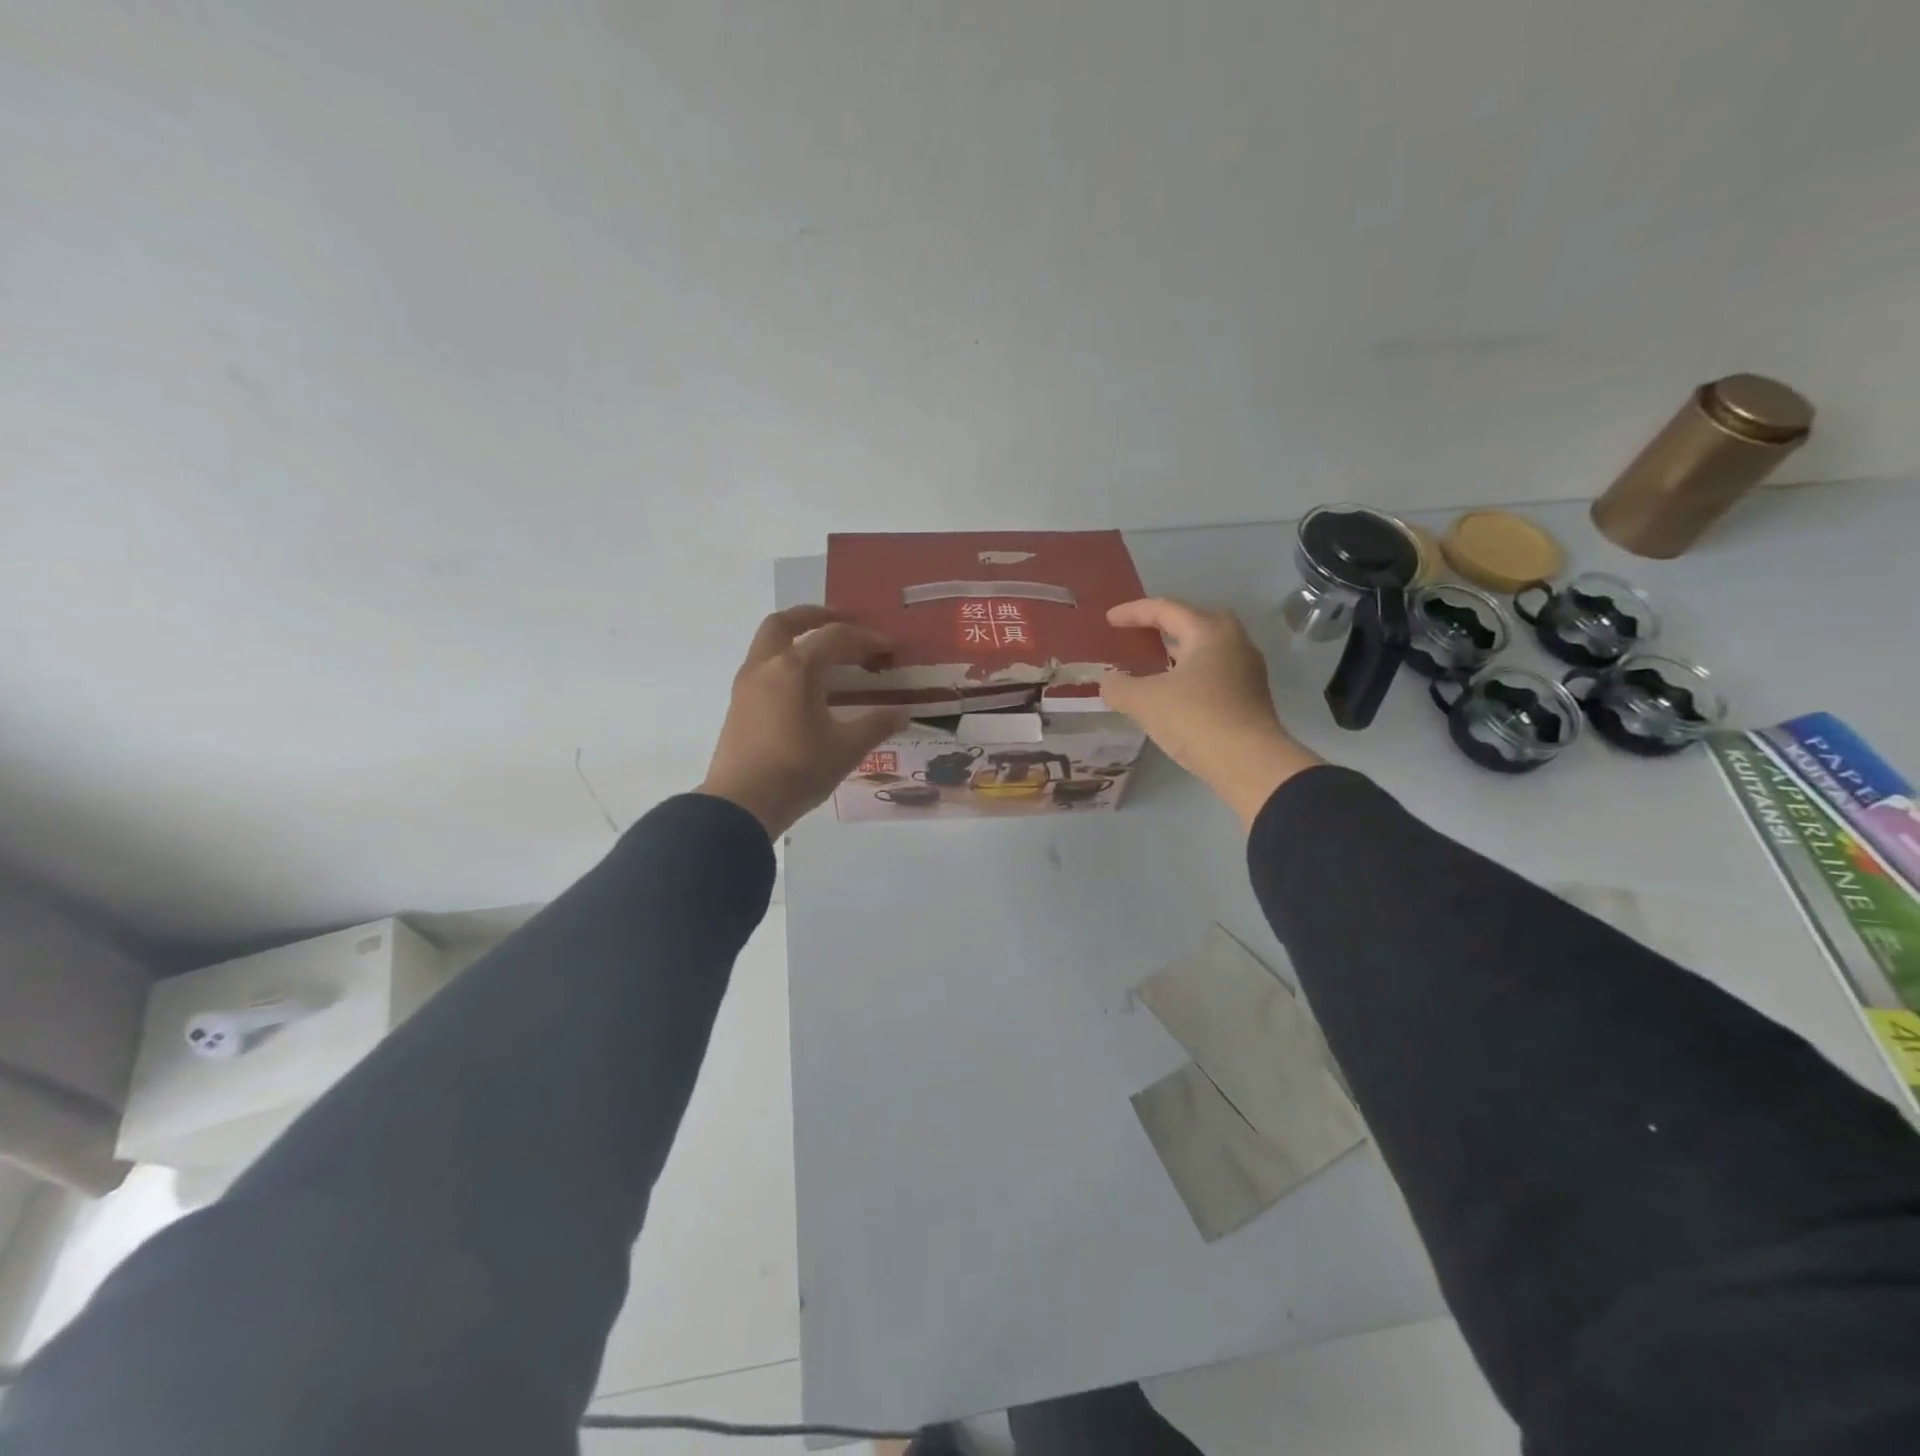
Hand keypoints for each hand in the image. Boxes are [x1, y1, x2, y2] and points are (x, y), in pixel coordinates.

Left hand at [700, 607, 909, 838]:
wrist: (741, 805)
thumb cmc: (798, 771)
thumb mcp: (847, 748)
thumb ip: (877, 725)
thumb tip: (903, 713)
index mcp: (795, 668)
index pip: (836, 638)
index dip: (867, 639)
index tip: (890, 649)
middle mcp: (766, 666)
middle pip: (786, 622)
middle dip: (816, 616)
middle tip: (844, 622)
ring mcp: (746, 684)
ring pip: (768, 642)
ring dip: (796, 637)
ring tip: (825, 653)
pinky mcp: (738, 704)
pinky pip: (763, 666)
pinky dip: (785, 661)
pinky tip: (804, 685)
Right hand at [1099, 597, 1322, 828]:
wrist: (1249, 762)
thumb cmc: (1195, 718)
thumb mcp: (1144, 701)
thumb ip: (1119, 687)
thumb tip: (1107, 682)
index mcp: (1208, 631)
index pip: (1165, 609)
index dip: (1133, 612)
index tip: (1109, 620)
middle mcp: (1233, 641)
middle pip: (1194, 621)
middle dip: (1164, 625)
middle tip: (1140, 635)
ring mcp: (1247, 669)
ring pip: (1206, 649)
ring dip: (1179, 652)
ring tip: (1154, 665)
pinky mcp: (1250, 696)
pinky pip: (1214, 672)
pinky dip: (1190, 674)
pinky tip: (1174, 693)